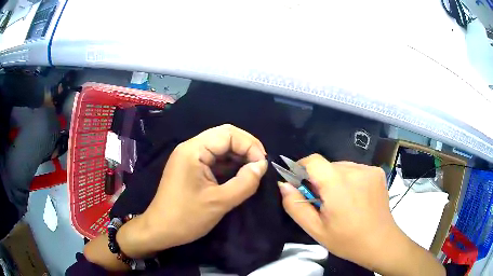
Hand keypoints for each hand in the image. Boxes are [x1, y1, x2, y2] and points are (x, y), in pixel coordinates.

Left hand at [118, 124, 267, 256]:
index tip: (262, 165)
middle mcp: (191, 147)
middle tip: (260, 167)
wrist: (160, 230)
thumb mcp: (219, 202)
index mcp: (194, 150)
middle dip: (246, 149)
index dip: (250, 145)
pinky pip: (215, 159)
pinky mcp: (191, 168)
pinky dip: (230, 165)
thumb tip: (262, 165)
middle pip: (225, 137)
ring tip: (254, 171)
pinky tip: (240, 176)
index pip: (228, 133)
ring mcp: (190, 157)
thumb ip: (245, 182)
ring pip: (221, 148)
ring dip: (239, 157)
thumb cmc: (186, 217)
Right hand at [279, 154, 445, 275]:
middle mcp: (355, 170)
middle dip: (320, 180)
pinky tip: (355, 197)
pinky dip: (349, 179)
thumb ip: (295, 206)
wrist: (380, 242)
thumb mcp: (316, 230)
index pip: (313, 161)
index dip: (302, 168)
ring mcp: (369, 170)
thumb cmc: (347, 240)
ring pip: (341, 167)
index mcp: (338, 185)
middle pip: (328, 165)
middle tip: (323, 202)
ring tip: (341, 201)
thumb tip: (284, 185)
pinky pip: (355, 169)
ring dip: (335, 180)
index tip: (300, 184)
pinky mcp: (377, 172)